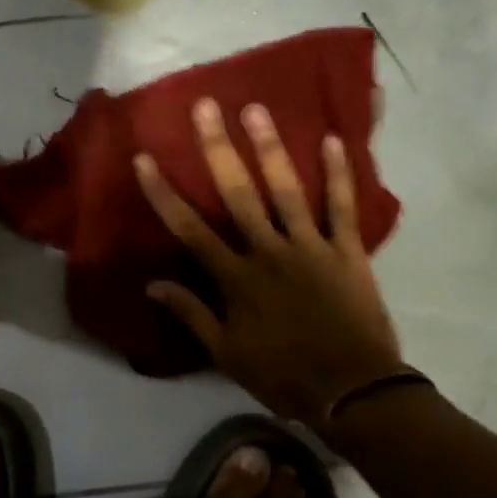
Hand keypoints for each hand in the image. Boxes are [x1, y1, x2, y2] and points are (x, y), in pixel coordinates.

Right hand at [135, 98, 404, 425]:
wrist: (352, 390)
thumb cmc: (283, 374)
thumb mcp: (226, 353)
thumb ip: (191, 313)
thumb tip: (152, 284)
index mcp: (236, 278)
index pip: (190, 229)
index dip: (164, 193)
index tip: (144, 159)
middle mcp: (268, 252)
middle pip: (238, 194)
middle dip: (218, 149)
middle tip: (206, 107)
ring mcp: (310, 247)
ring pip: (286, 190)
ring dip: (270, 148)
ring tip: (256, 109)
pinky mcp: (347, 251)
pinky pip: (342, 207)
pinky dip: (339, 175)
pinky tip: (332, 141)